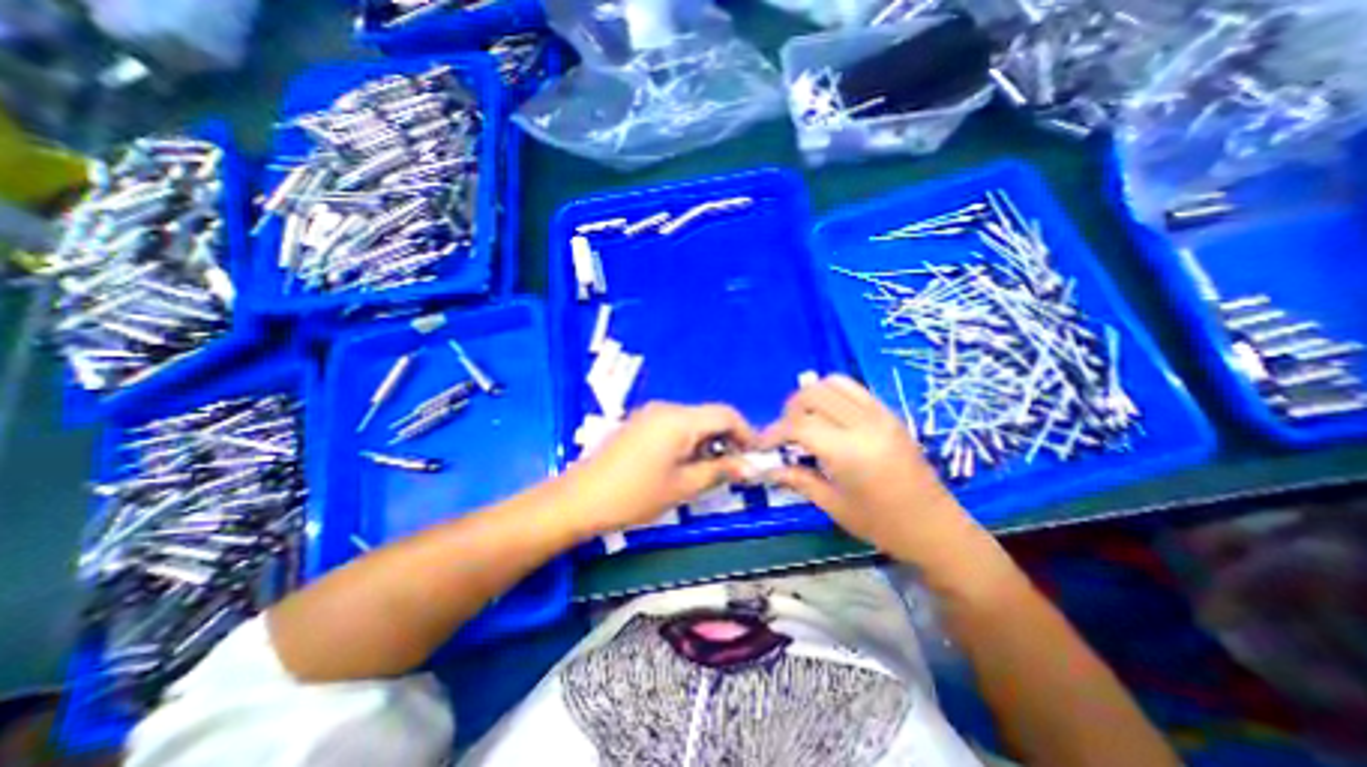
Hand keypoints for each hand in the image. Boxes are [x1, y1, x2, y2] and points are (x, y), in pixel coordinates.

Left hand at [567, 403, 759, 536]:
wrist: (580, 499)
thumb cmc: (634, 495)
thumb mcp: (683, 487)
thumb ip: (719, 471)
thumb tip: (749, 466)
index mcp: (680, 420)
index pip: (726, 414)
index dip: (746, 433)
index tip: (754, 457)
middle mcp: (666, 409)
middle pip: (709, 416)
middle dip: (726, 439)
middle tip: (733, 470)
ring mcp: (650, 414)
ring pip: (692, 421)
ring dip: (707, 442)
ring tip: (709, 472)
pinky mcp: (639, 424)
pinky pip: (674, 426)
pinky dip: (688, 441)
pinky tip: (683, 465)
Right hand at [765, 373, 987, 570]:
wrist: (936, 528)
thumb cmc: (882, 525)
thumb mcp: (833, 506)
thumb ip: (798, 480)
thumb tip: (767, 468)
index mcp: (849, 452)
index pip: (798, 425)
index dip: (774, 431)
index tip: (762, 445)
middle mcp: (864, 424)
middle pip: (812, 394)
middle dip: (789, 410)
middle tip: (784, 434)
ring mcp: (880, 414)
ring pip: (832, 383)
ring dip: (810, 396)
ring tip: (805, 420)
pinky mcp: (890, 413)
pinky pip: (854, 388)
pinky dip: (832, 394)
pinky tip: (828, 417)